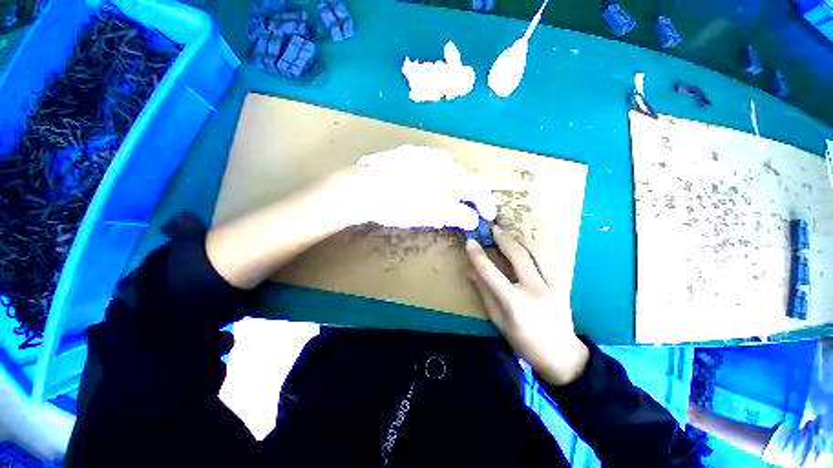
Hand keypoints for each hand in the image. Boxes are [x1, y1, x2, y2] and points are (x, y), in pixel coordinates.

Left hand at [341, 145, 495, 229]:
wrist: (364, 188)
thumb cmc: (400, 205)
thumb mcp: (432, 215)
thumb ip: (457, 215)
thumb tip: (474, 219)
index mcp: (452, 176)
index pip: (479, 189)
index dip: (486, 204)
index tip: (487, 217)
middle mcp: (444, 160)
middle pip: (464, 178)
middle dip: (467, 196)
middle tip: (463, 211)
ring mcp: (427, 153)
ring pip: (448, 171)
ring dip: (451, 186)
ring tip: (441, 200)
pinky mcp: (411, 152)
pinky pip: (432, 165)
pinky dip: (436, 178)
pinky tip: (423, 186)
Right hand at [466, 227, 588, 385]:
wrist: (560, 355)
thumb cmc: (523, 341)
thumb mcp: (498, 320)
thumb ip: (484, 293)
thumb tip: (471, 270)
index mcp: (514, 304)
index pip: (491, 272)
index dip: (478, 255)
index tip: (470, 242)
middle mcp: (535, 291)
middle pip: (517, 256)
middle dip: (502, 239)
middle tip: (492, 229)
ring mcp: (554, 286)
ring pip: (538, 252)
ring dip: (521, 238)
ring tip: (510, 233)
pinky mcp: (564, 284)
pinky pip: (550, 258)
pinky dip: (536, 247)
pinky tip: (527, 243)